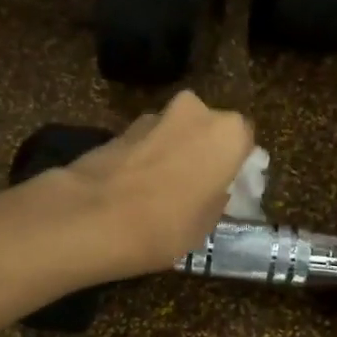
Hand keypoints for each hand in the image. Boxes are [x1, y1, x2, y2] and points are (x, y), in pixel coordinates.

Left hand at [55, 91, 253, 280]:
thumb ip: (215, 198)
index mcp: (228, 133)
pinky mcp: (119, 128)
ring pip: (174, 133)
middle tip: (196, 186)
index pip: (245, 141)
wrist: (92, 217)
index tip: (227, 188)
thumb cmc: (166, 224)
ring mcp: (154, 116)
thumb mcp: (206, 224)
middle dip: (202, 152)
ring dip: (172, 153)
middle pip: (207, 130)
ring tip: (161, 191)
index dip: (236, 165)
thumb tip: (211, 191)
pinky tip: (135, 189)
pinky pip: (145, 143)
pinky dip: (145, 159)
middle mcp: (195, 112)